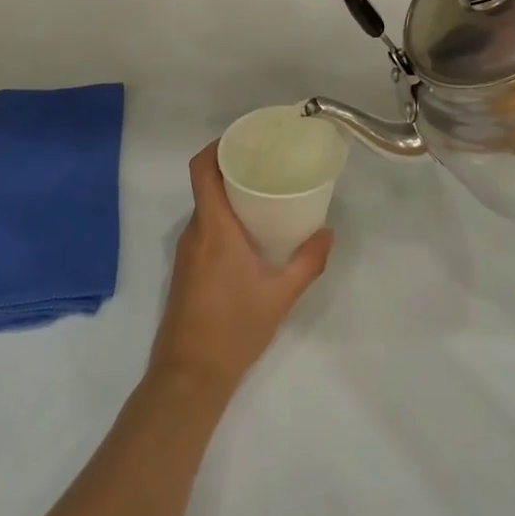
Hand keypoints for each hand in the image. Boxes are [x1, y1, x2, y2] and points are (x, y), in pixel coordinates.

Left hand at [148, 144, 333, 399]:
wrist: (189, 376)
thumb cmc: (234, 329)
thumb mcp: (281, 296)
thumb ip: (308, 262)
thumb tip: (328, 232)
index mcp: (214, 228)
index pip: (202, 170)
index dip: (218, 146)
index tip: (245, 139)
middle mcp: (195, 232)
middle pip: (206, 184)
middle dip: (233, 168)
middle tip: (268, 163)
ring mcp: (186, 252)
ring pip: (206, 207)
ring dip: (230, 194)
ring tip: (265, 193)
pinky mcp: (186, 269)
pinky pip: (204, 228)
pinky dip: (224, 217)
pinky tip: (251, 231)